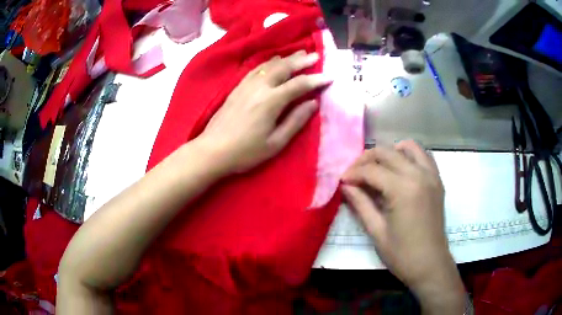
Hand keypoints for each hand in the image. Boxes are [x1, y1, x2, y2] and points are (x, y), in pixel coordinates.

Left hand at [197, 51, 331, 174]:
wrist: (212, 150)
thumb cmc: (246, 152)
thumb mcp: (275, 143)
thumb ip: (295, 121)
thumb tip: (313, 103)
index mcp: (271, 101)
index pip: (299, 84)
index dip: (316, 80)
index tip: (330, 76)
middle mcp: (259, 87)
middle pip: (284, 67)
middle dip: (301, 60)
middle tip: (315, 55)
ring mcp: (246, 85)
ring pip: (269, 65)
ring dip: (286, 58)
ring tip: (298, 54)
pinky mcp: (237, 88)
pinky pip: (256, 69)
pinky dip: (269, 63)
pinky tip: (273, 62)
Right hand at [342, 141, 464, 312]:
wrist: (430, 265)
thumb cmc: (401, 254)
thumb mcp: (376, 231)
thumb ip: (360, 203)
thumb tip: (345, 185)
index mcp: (403, 189)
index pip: (372, 170)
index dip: (353, 173)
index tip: (341, 181)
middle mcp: (419, 175)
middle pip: (388, 152)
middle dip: (367, 159)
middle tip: (354, 173)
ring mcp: (431, 175)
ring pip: (409, 147)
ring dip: (390, 152)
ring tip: (378, 167)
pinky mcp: (437, 181)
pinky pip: (424, 156)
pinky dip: (410, 156)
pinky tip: (400, 170)